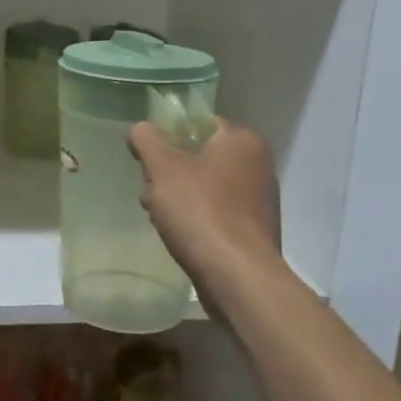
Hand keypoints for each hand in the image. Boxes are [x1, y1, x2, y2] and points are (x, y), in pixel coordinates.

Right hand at [128, 118, 281, 302]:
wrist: (237, 278)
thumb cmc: (200, 211)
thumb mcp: (162, 168)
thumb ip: (146, 140)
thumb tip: (140, 129)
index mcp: (242, 141)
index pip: (199, 123)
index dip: (168, 135)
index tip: (148, 157)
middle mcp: (258, 165)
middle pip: (201, 155)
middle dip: (170, 171)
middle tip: (150, 189)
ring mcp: (259, 200)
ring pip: (207, 186)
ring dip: (179, 196)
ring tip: (157, 215)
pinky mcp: (255, 230)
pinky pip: (218, 212)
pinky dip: (197, 217)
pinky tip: (179, 234)